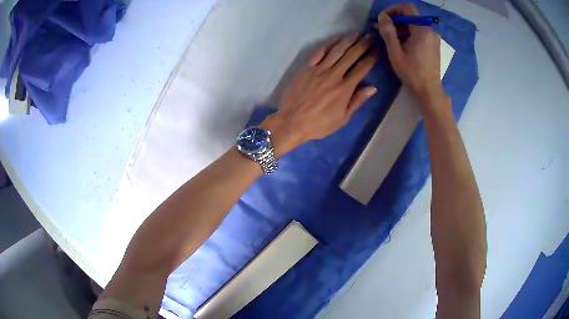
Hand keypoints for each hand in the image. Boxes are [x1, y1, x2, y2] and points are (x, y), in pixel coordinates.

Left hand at [261, 33, 377, 156]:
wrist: (292, 122)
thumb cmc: (319, 124)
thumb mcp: (343, 118)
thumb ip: (357, 101)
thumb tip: (372, 87)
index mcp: (345, 88)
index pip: (362, 68)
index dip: (371, 58)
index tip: (378, 50)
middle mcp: (334, 75)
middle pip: (351, 56)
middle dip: (362, 44)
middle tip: (370, 36)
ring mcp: (319, 69)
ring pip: (336, 51)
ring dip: (348, 40)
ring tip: (356, 33)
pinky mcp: (306, 68)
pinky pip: (319, 52)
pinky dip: (328, 44)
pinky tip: (335, 40)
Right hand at [375, 4, 445, 104]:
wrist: (429, 91)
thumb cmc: (412, 73)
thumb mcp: (395, 52)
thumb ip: (388, 31)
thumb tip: (382, 16)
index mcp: (422, 30)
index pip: (407, 8)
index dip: (393, 9)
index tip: (383, 19)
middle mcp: (431, 31)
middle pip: (411, 16)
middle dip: (396, 20)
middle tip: (383, 29)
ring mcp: (434, 39)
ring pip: (415, 25)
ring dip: (402, 28)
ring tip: (391, 38)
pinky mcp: (434, 46)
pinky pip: (420, 33)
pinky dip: (410, 34)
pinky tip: (402, 45)